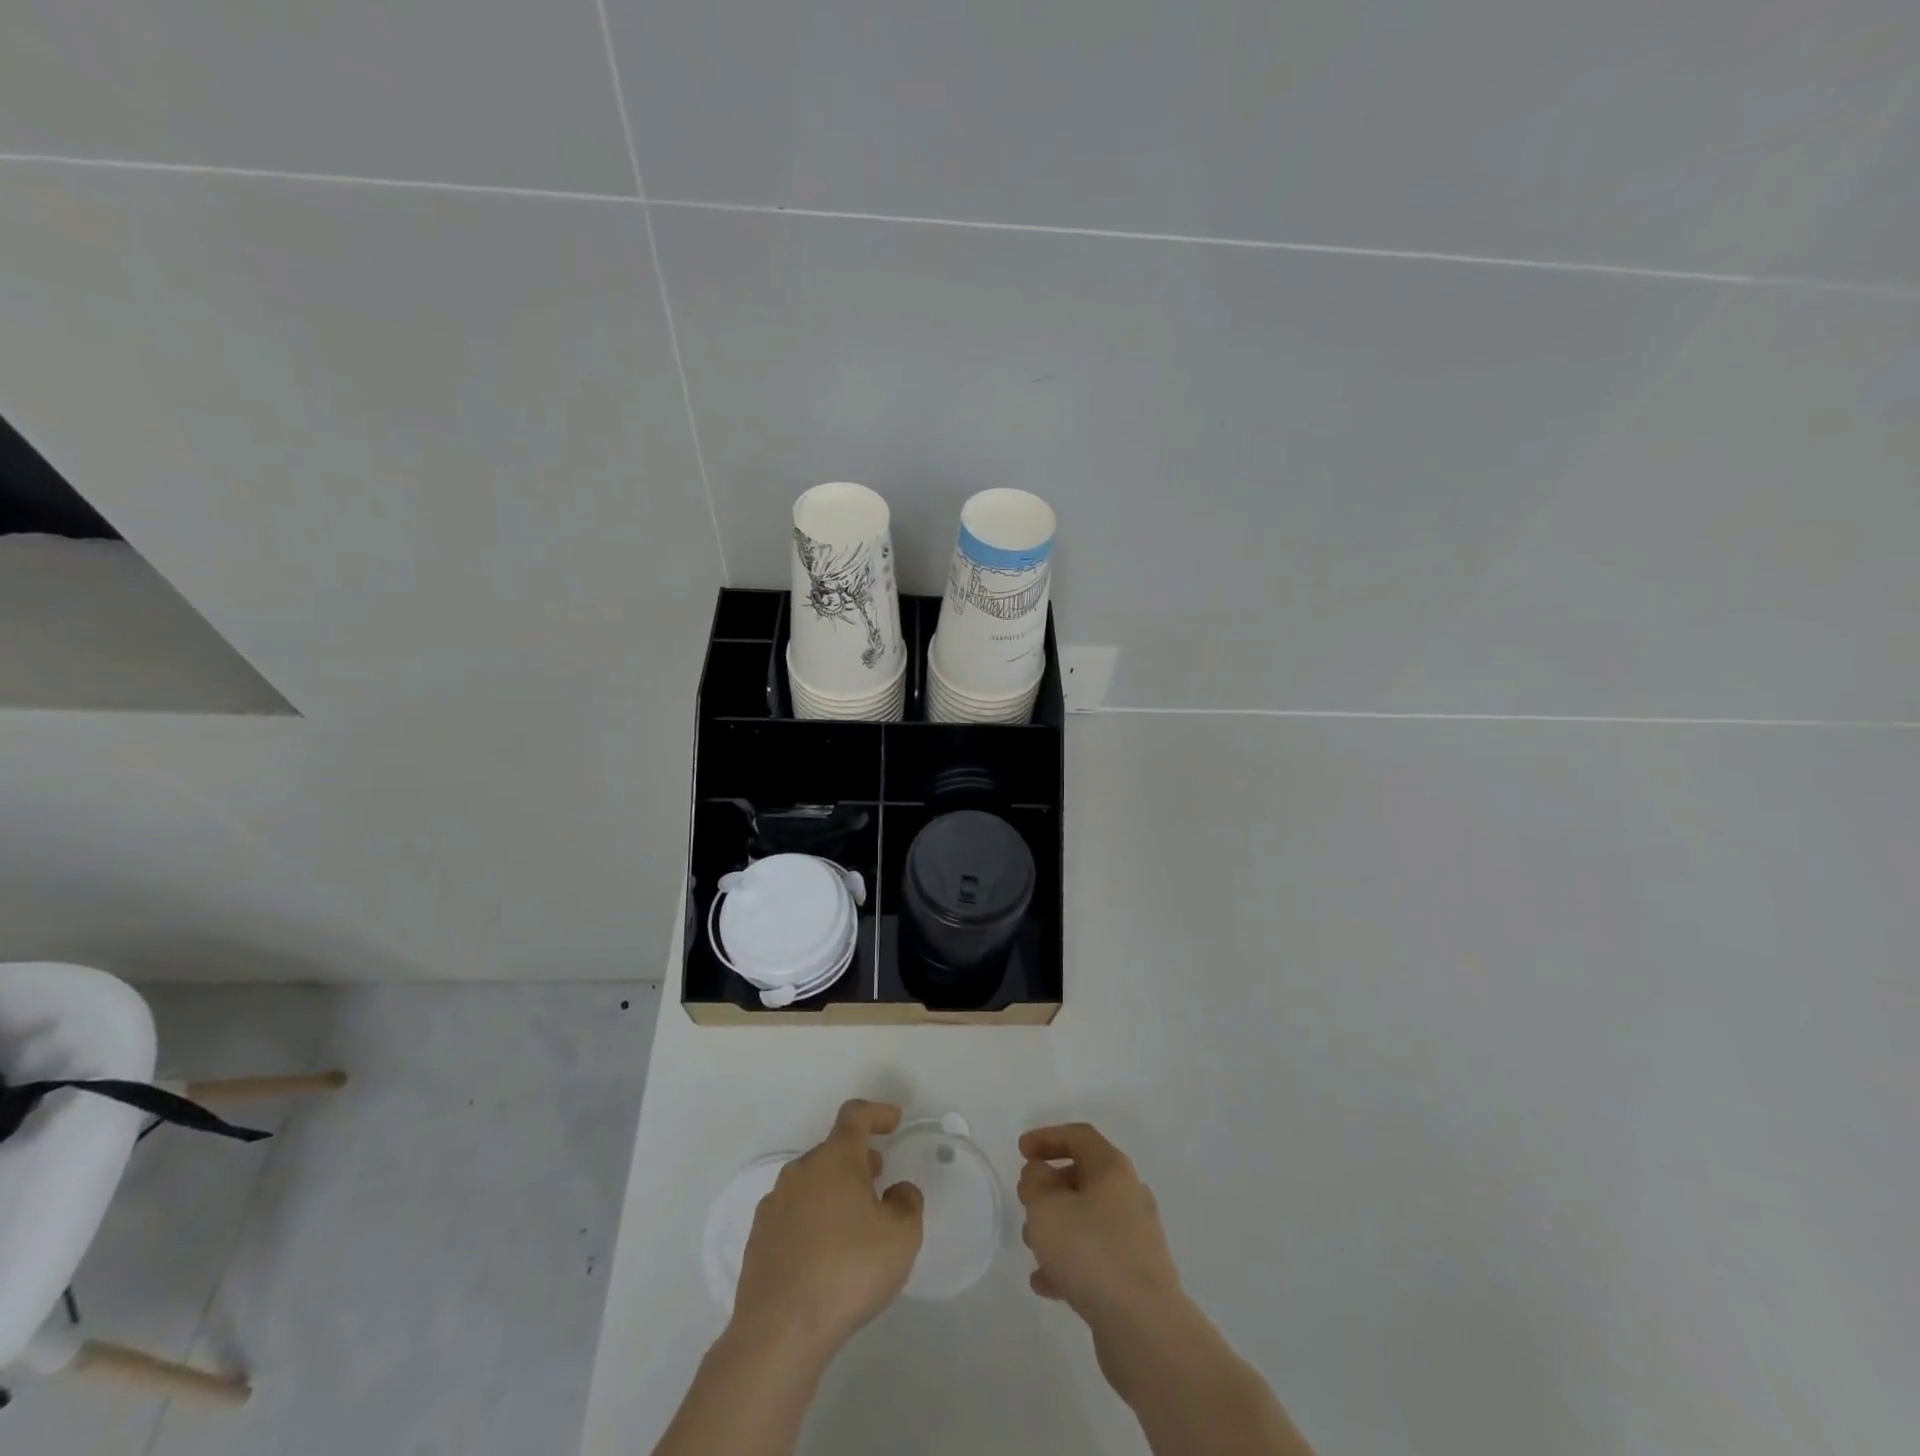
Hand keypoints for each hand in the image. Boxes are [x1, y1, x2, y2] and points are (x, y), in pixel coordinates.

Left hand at [729, 1099, 924, 1366]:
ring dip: (834, 1189)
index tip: (893, 1122)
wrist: (778, 1333)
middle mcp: (800, 1171)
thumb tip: (895, 1192)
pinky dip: (812, 1218)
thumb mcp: (901, 1237)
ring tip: (853, 1221)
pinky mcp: (758, 1239)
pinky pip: (792, 1213)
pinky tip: (823, 1253)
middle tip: (878, 1177)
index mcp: (835, 1160)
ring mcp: (774, 1204)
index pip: (854, 1115)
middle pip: (832, 1150)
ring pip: (811, 1182)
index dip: (876, 1113)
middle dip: (857, 1158)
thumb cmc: (847, 1272)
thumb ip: (907, 1203)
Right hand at [1018, 1123, 1184, 1334]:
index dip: (1047, 1137)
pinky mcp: (1135, 1278)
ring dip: (1058, 1227)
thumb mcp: (1046, 1207)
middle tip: (1026, 1200)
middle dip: (1050, 1187)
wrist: (1145, 1328)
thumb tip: (1040, 1175)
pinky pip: (1096, 1258)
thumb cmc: (1091, 1251)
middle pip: (1084, 1178)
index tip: (1021, 1151)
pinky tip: (1045, 1284)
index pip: (1079, 1137)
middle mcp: (1129, 1196)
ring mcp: (1136, 1239)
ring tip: (1031, 1245)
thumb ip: (1035, 1182)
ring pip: (1088, 1220)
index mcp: (1113, 1169)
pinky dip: (1070, 1263)